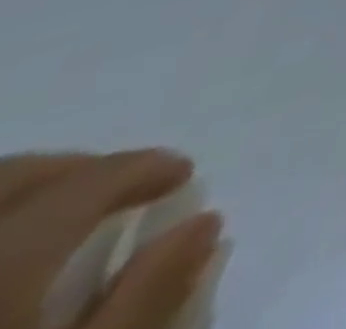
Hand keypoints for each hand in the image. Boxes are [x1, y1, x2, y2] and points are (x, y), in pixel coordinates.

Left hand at [0, 151, 220, 328]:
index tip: (179, 178)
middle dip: (70, 170)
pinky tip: (0, 253)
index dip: (143, 170)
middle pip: (9, 179)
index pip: (88, 182)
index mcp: (3, 261)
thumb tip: (203, 222)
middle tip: (115, 189)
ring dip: (15, 196)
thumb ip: (144, 298)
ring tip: (47, 218)